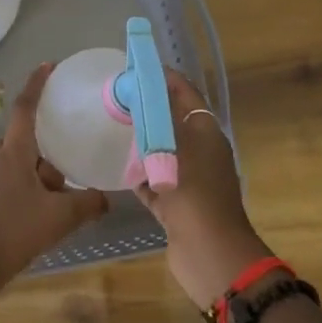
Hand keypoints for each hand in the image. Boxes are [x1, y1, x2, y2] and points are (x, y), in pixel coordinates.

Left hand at [0, 63, 108, 300]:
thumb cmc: (14, 228)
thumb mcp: (59, 217)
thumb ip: (87, 204)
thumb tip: (107, 198)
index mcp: (15, 150)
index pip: (26, 107)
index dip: (37, 84)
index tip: (49, 66)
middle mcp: (3, 158)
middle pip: (26, 135)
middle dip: (48, 134)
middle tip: (74, 130)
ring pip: (26, 161)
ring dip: (46, 165)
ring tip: (74, 172)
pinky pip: (22, 180)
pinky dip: (40, 184)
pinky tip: (59, 202)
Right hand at [133, 67, 272, 308]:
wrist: (210, 255)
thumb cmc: (194, 193)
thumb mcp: (174, 147)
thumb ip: (156, 118)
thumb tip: (141, 89)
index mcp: (207, 133)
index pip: (185, 93)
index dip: (164, 78)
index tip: (134, 68)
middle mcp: (201, 152)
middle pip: (172, 121)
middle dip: (147, 108)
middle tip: (116, 97)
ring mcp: (189, 180)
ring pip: (162, 151)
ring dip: (141, 141)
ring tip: (111, 127)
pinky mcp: (176, 204)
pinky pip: (154, 181)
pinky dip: (139, 174)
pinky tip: (117, 167)